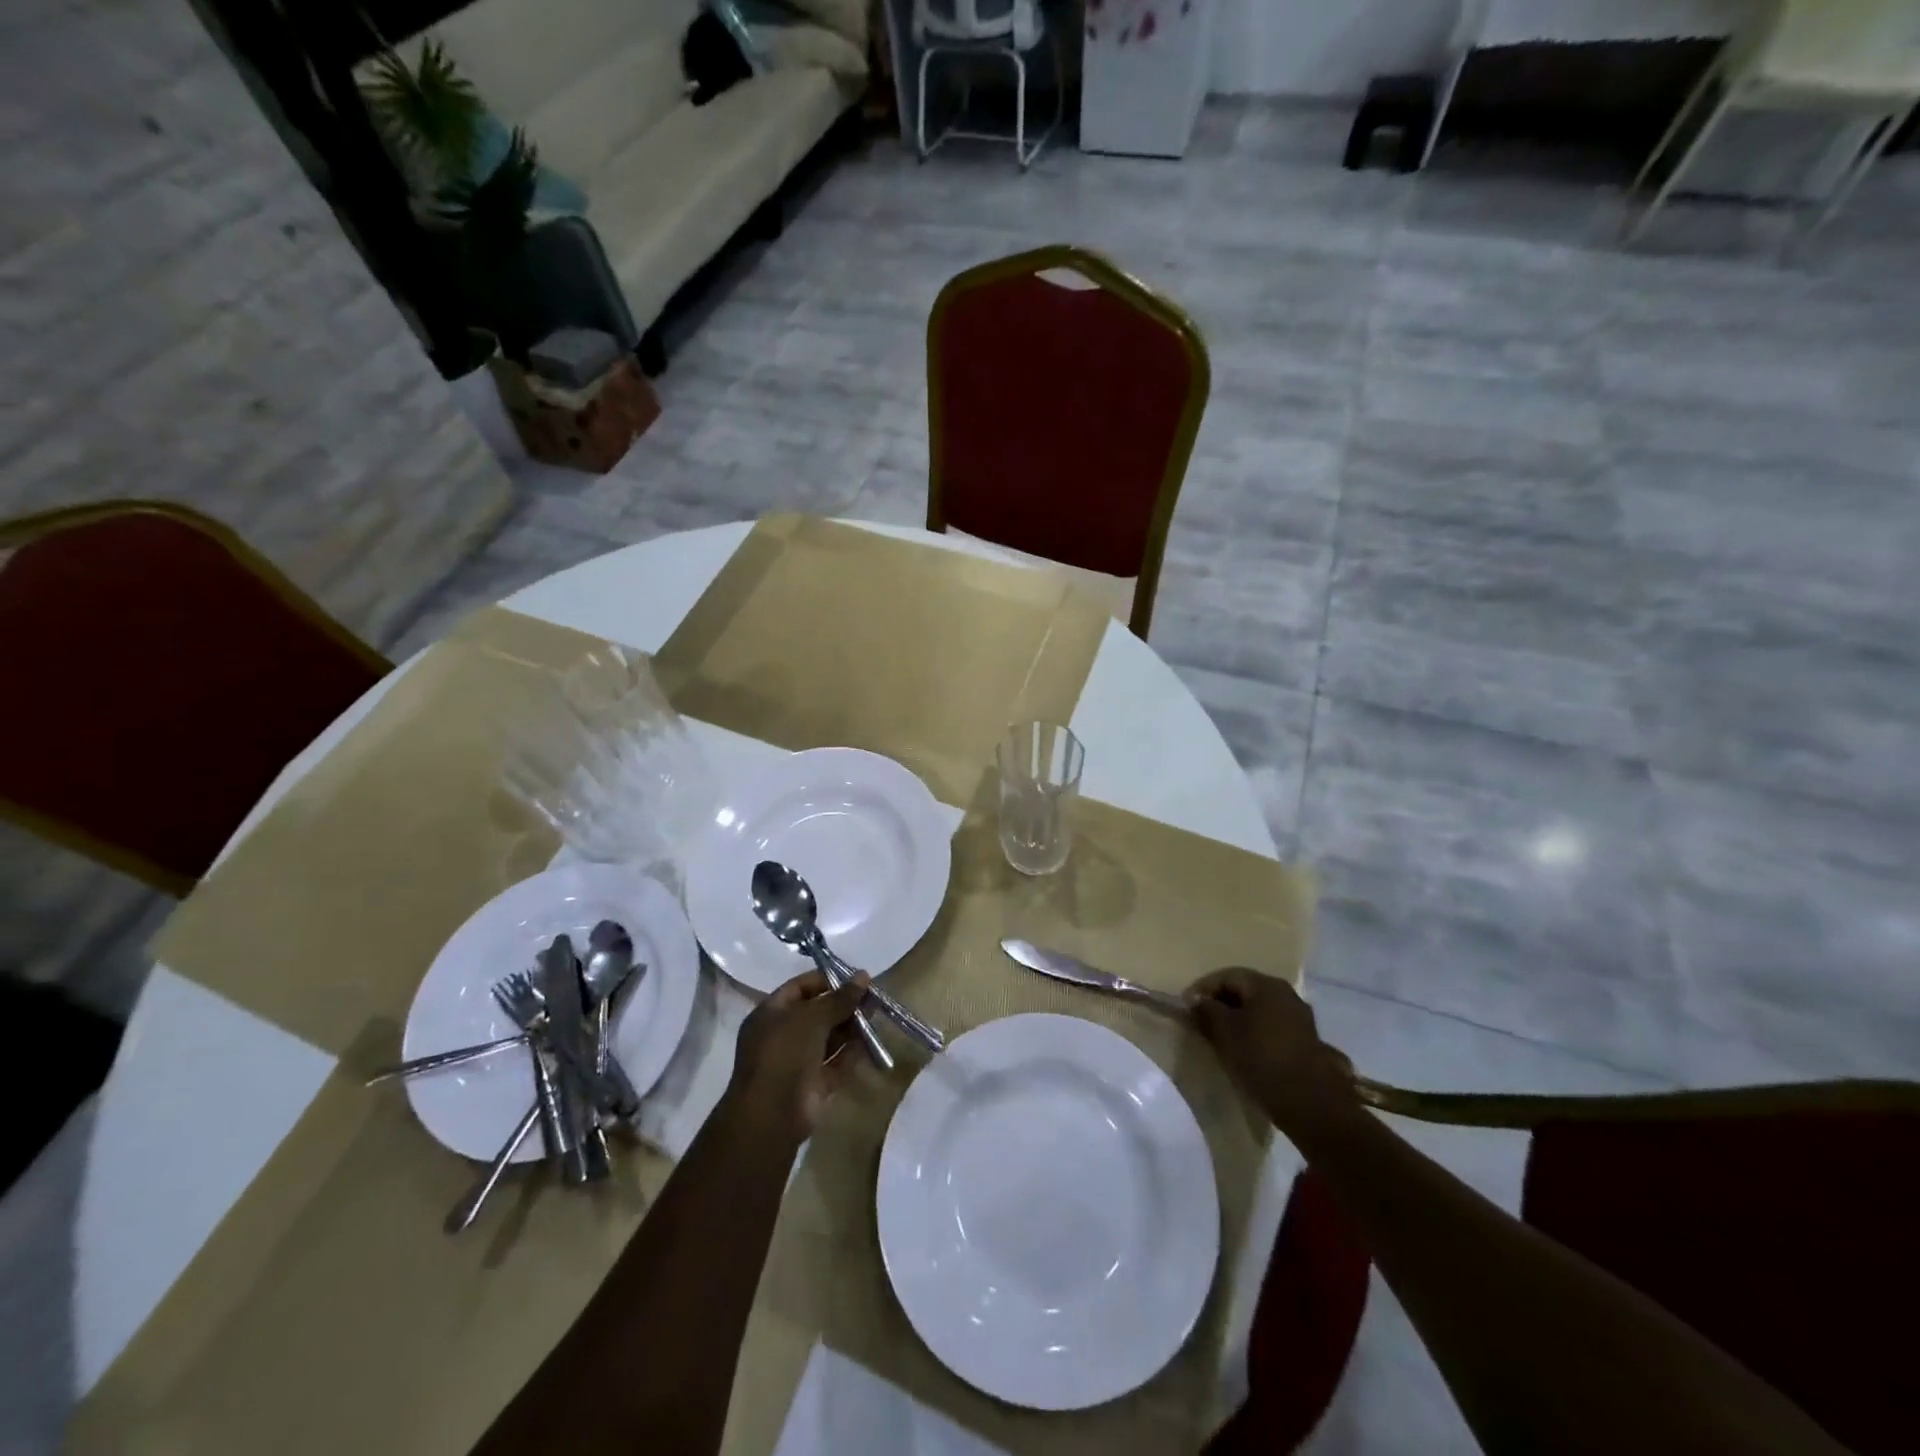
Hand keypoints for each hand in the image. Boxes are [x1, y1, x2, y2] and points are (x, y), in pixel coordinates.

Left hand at [724, 968, 870, 1142]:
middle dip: (844, 1004)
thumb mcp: (812, 1017)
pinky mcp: (814, 1084)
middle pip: (817, 1013)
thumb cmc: (785, 1053)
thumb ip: (839, 997)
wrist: (773, 1114)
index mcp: (771, 1014)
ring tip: (877, 1014)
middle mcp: (782, 1035)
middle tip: (873, 996)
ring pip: (829, 1038)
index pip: (800, 987)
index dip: (827, 980)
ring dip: (851, 1026)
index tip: (855, 978)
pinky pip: (836, 1062)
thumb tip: (863, 975)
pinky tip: (873, 1041)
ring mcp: (798, 1061)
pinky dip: (853, 1052)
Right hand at [1186, 968, 1357, 1135]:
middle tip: (1200, 1021)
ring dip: (1236, 1019)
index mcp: (1266, 985)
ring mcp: (1299, 1018)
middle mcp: (1286, 994)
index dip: (1202, 989)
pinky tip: (1243, 1049)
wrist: (1309, 1103)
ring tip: (1218, 1037)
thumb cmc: (1261, 1058)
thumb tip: (1197, 1001)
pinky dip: (1252, 1032)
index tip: (1186, 1008)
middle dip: (1219, 1003)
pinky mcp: (1304, 1041)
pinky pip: (1270, 1027)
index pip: (1226, 976)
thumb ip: (1207, 1010)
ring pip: (1257, 1010)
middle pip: (1244, 990)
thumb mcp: (1224, 1031)